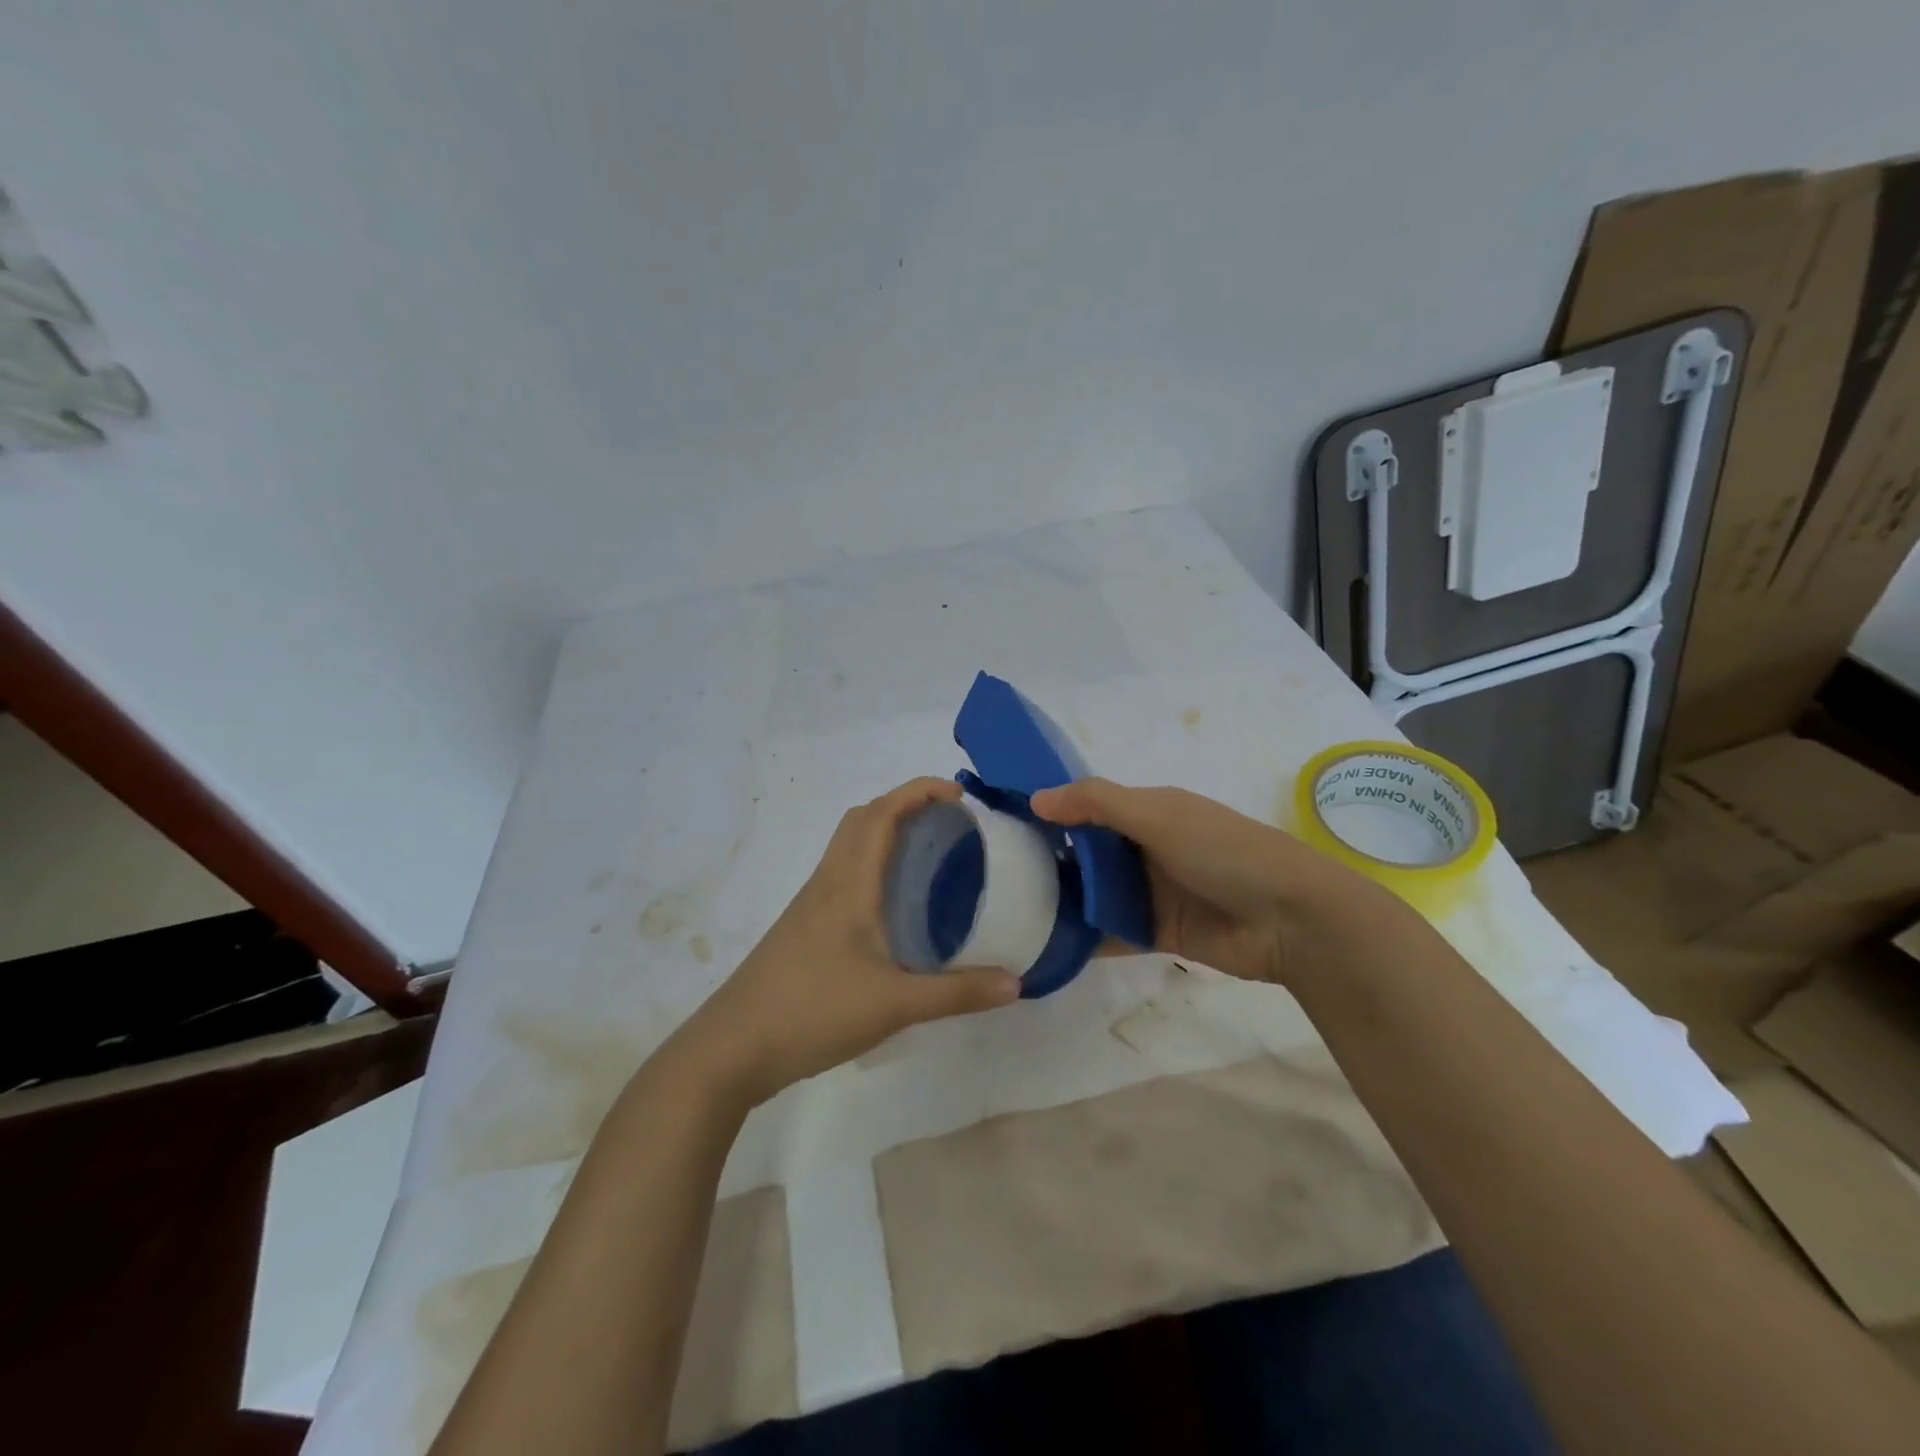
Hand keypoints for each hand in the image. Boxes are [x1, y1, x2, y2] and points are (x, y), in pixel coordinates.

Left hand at [669, 777, 1021, 1106]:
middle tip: (950, 824)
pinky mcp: (805, 928)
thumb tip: (1018, 983)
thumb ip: (958, 993)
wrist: (733, 1048)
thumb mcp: (895, 1004)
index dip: (919, 791)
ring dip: (886, 834)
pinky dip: (874, 867)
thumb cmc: (813, 1011)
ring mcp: (811, 905)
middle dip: (905, 806)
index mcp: (848, 883)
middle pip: (862, 820)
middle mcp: (827, 882)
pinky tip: (896, 907)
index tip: (959, 795)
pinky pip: (843, 876)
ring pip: (849, 848)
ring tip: (931, 857)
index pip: (881, 813)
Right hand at [1031, 778, 1381, 986]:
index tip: (1000, 821)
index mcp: (1147, 810)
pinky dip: (1084, 937)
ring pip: (1094, 893)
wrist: (1293, 920)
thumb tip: (1035, 797)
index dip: (1048, 810)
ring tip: (1006, 910)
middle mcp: (1144, 848)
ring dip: (1062, 899)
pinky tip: (1045, 944)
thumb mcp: (1160, 815)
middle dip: (1047, 859)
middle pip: (1085, 851)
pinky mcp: (1157, 933)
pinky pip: (1111, 931)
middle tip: (992, 873)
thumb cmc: (1224, 851)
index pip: (1086, 805)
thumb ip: (1097, 803)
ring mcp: (1151, 892)